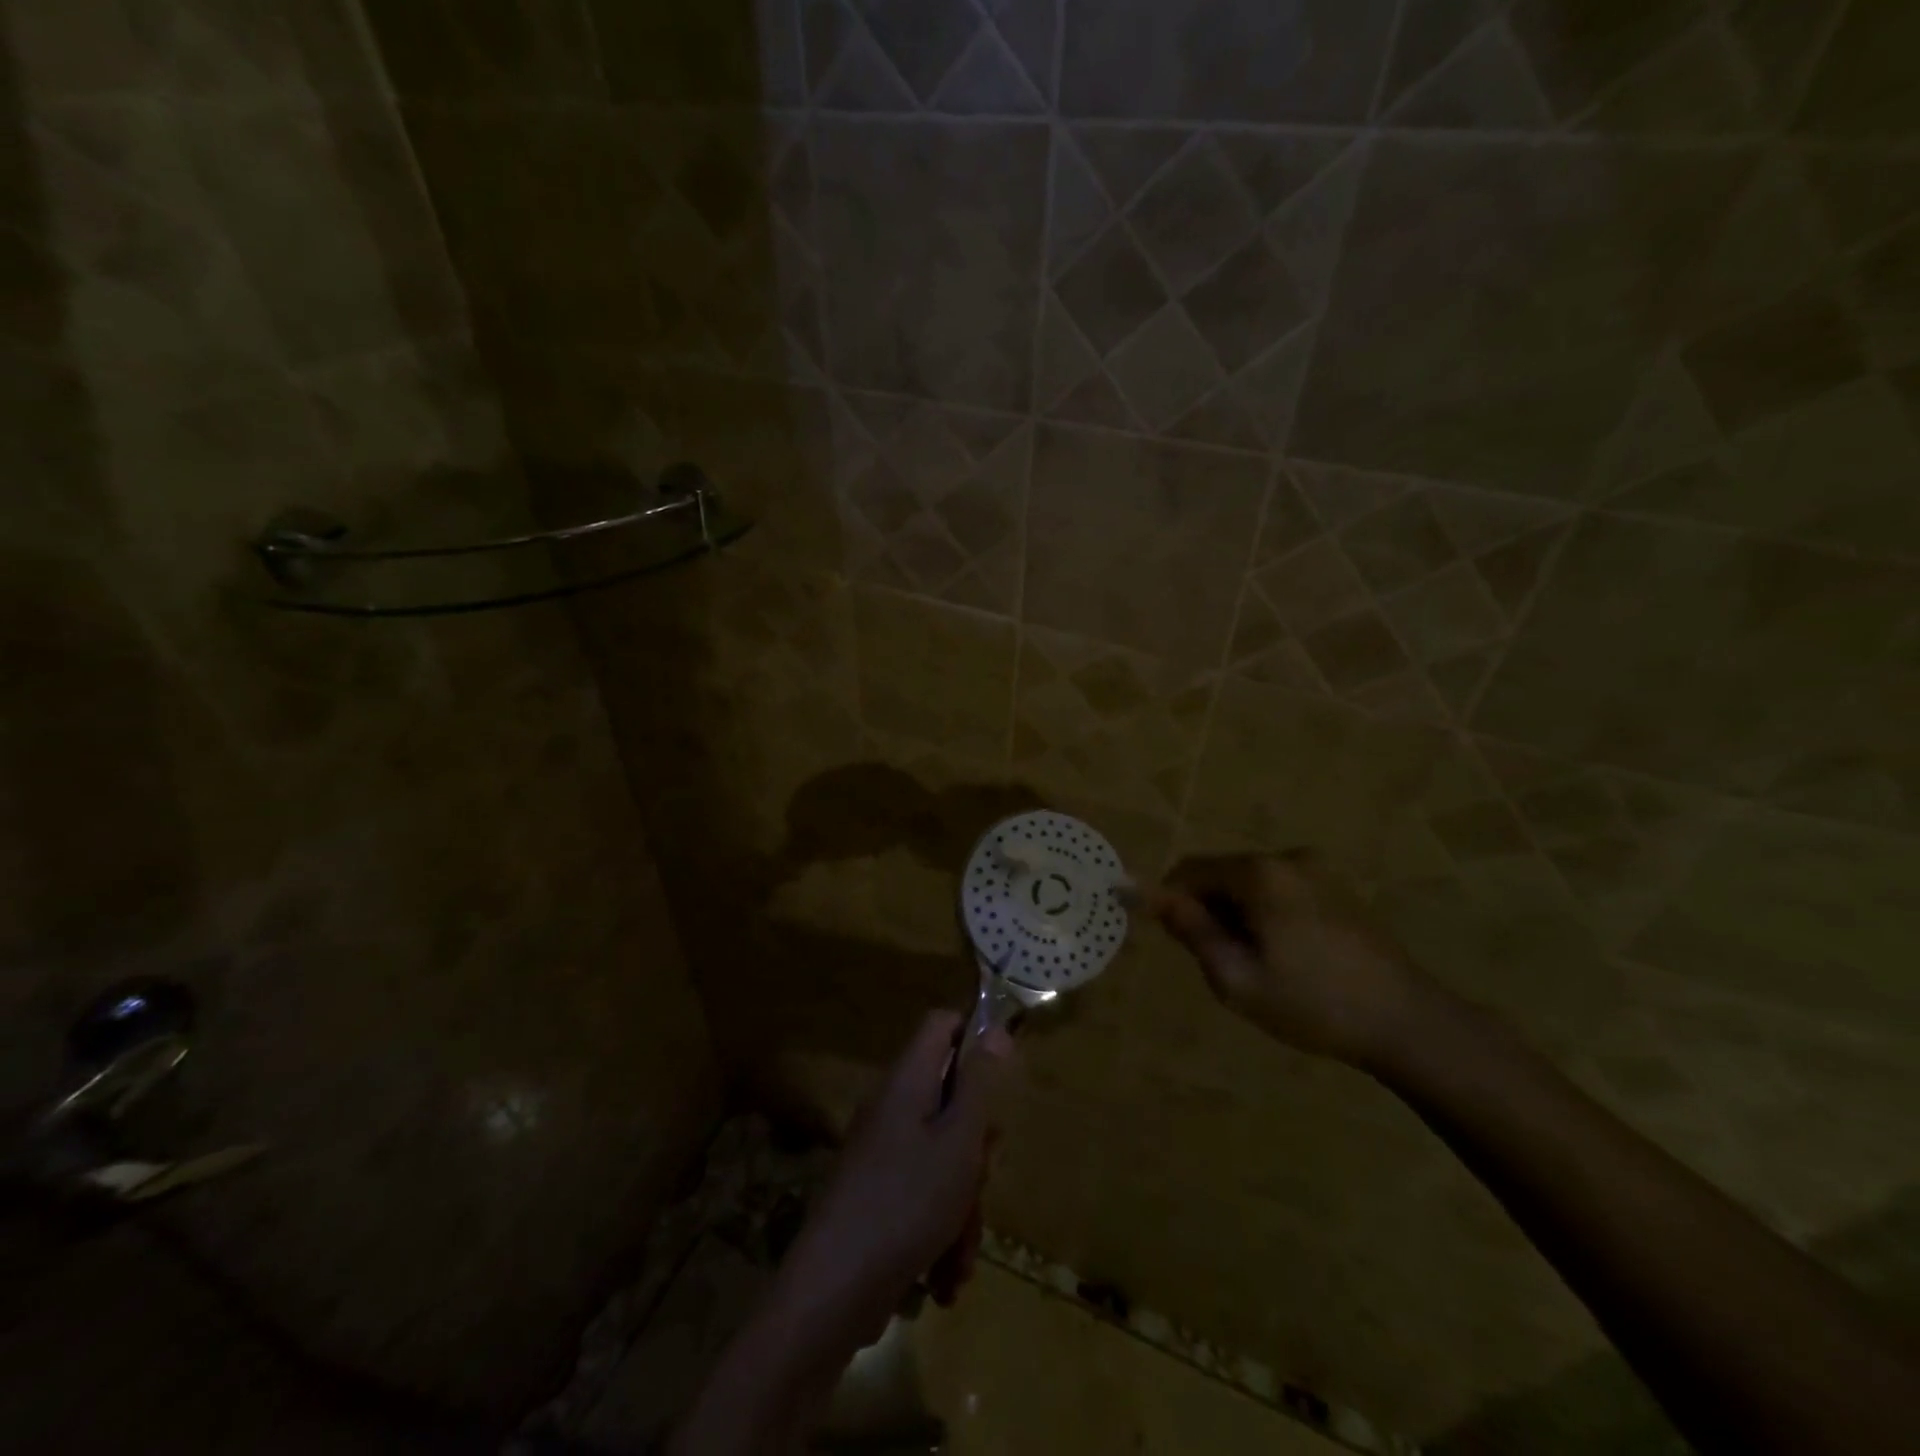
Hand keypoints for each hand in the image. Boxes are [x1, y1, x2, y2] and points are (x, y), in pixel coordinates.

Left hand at [781, 1011, 1009, 1342]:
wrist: (832, 1292)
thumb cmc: (907, 1203)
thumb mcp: (959, 1140)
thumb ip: (979, 1083)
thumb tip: (996, 1028)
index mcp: (908, 1080)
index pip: (941, 1025)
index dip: (975, 1035)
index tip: (1003, 1075)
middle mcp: (891, 1107)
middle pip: (949, 1100)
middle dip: (975, 1147)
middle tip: (982, 1177)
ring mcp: (880, 1152)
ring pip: (942, 1157)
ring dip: (962, 1205)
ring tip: (961, 1255)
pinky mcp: (876, 1195)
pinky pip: (922, 1194)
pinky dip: (940, 1230)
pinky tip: (944, 1277)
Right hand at [1148, 851, 1437, 1071]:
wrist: (1408, 1023)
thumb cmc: (1313, 1005)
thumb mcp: (1237, 978)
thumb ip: (1190, 930)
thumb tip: (1145, 892)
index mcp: (1259, 874)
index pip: (1189, 870)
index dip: (1171, 901)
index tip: (1176, 942)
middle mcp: (1286, 857)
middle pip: (1220, 872)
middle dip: (1207, 909)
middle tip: (1220, 961)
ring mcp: (1317, 869)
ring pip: (1248, 882)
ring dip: (1236, 912)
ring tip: (1256, 962)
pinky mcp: (1336, 885)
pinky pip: (1278, 888)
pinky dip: (1264, 911)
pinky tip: (1285, 953)